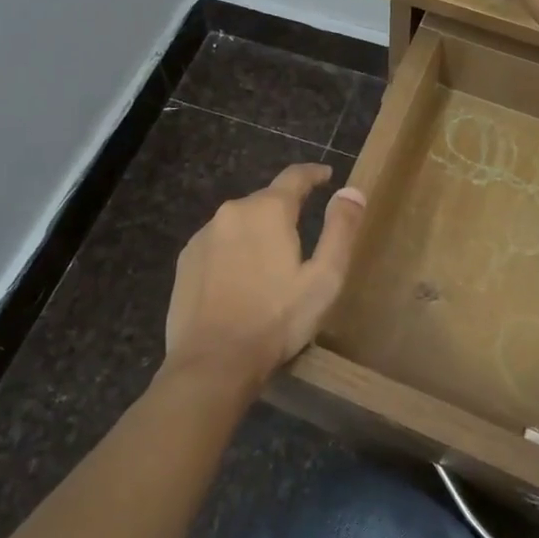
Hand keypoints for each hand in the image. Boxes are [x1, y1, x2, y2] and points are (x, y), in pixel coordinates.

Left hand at [163, 164, 365, 397]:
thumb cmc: (276, 320)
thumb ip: (340, 229)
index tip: (326, 176)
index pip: (295, 176)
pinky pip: (219, 243)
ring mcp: (204, 234)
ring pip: (240, 222)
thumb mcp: (324, 278)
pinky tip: (239, 279)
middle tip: (300, 235)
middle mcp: (233, 211)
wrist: (212, 363)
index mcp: (269, 210)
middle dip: (285, 210)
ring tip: (270, 263)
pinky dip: (233, 251)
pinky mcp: (186, 259)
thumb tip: (352, 191)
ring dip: (257, 232)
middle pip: (266, 200)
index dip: (313, 174)